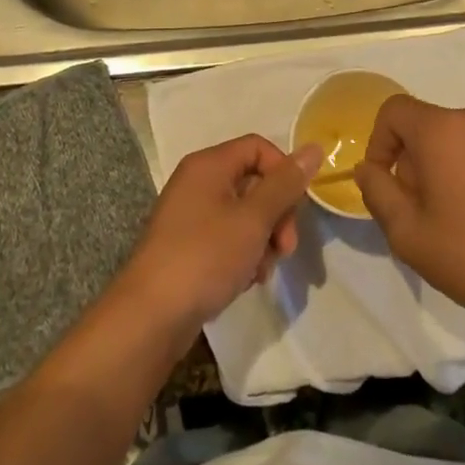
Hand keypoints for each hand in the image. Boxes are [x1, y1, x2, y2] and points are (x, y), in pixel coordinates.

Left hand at [116, 135, 321, 336]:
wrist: (150, 317)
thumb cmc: (204, 257)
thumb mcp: (253, 219)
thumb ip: (285, 184)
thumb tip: (314, 148)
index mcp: (209, 165)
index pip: (258, 148)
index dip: (283, 172)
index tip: (295, 208)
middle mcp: (197, 183)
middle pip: (254, 182)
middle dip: (277, 215)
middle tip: (285, 248)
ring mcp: (190, 215)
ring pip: (244, 214)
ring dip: (263, 240)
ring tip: (261, 270)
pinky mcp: (188, 246)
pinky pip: (227, 237)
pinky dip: (243, 254)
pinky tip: (246, 279)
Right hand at [355, 98, 464, 329]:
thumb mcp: (406, 233)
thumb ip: (377, 190)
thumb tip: (369, 167)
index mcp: (442, 130)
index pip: (394, 110)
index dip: (380, 141)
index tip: (387, 181)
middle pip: (430, 123)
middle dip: (417, 157)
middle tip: (425, 205)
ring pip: (463, 134)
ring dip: (452, 159)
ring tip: (463, 207)